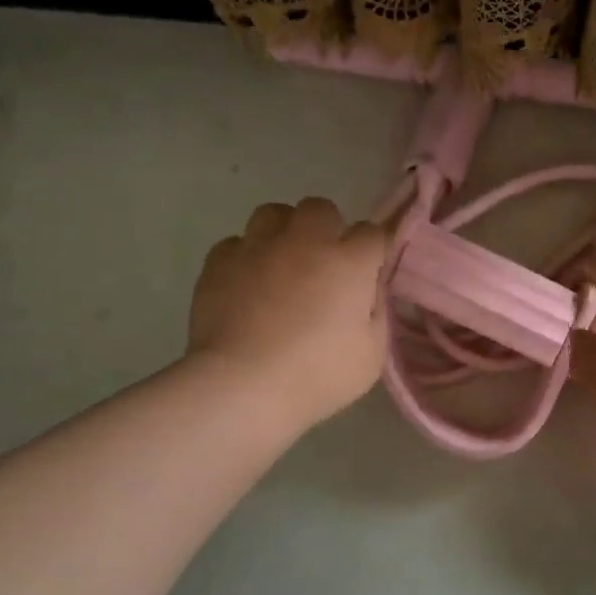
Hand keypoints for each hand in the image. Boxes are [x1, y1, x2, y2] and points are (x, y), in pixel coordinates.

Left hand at [189, 198, 387, 428]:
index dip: (372, 253)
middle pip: (320, 209)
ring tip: (282, 264)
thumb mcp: (372, 354)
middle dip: (327, 229)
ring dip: (284, 232)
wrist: (243, 385)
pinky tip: (248, 285)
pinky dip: (246, 258)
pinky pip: (237, 244)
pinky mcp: (219, 261)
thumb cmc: (318, 375)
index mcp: (348, 262)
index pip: (372, 233)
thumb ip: (376, 311)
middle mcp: (304, 241)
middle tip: (324, 266)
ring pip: (274, 213)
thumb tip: (368, 289)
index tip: (367, 275)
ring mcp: (257, 247)